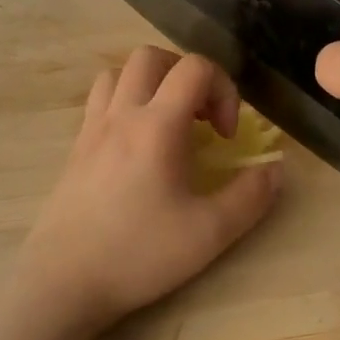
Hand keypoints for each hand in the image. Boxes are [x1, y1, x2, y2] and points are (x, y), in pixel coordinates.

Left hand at [20, 47, 281, 337]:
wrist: (62, 282)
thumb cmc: (138, 254)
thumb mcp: (209, 233)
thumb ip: (251, 197)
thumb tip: (276, 170)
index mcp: (157, 125)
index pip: (195, 68)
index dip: (224, 89)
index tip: (226, 135)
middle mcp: (121, 114)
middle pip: (152, 56)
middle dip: (186, 74)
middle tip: (201, 117)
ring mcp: (92, 128)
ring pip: (119, 72)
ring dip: (151, 83)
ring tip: (169, 120)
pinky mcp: (75, 148)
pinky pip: (100, 99)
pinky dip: (125, 102)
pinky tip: (137, 144)